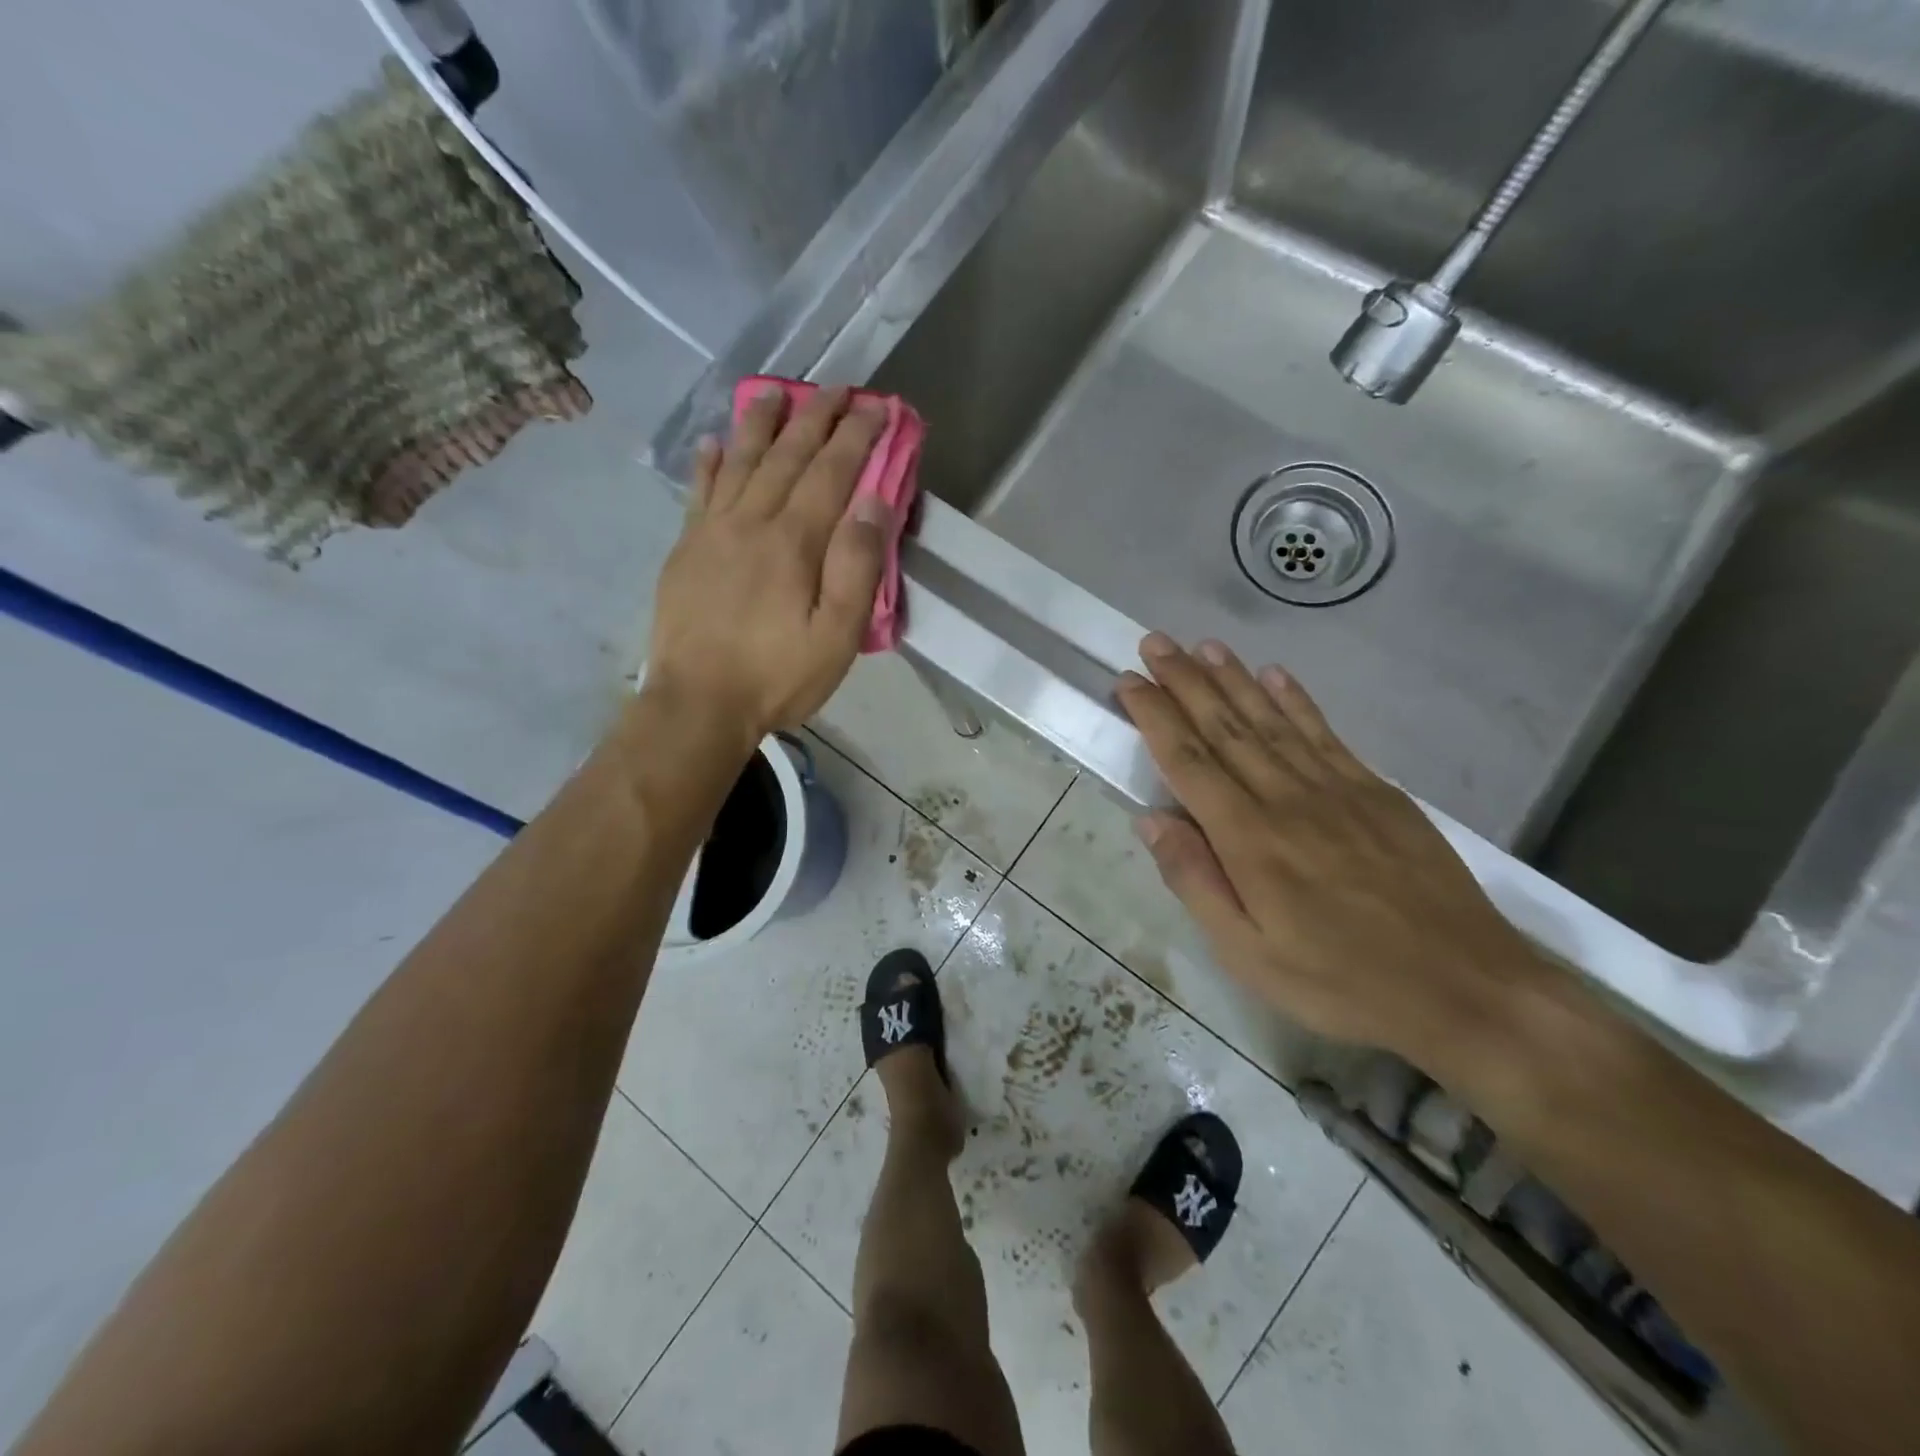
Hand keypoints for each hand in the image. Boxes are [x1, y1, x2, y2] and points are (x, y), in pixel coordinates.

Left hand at [647, 385, 890, 743]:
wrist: (698, 704)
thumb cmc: (777, 676)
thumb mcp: (836, 635)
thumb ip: (856, 567)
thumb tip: (873, 501)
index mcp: (794, 541)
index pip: (832, 473)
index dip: (857, 436)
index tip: (877, 406)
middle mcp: (751, 522)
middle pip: (787, 457)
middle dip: (816, 418)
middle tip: (837, 387)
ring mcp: (712, 532)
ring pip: (740, 462)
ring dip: (761, 424)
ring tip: (776, 392)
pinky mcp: (686, 550)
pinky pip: (698, 493)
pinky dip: (708, 464)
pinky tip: (713, 443)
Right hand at [1116, 633, 1545, 1063]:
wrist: (1466, 989)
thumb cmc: (1342, 982)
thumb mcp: (1249, 956)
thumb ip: (1196, 883)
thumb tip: (1151, 821)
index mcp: (1249, 839)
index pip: (1188, 761)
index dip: (1155, 716)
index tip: (1128, 681)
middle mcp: (1287, 798)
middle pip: (1225, 727)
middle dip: (1184, 681)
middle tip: (1155, 643)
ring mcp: (1337, 788)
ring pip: (1271, 719)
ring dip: (1233, 679)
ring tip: (1202, 646)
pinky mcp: (1377, 791)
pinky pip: (1324, 733)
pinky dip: (1296, 700)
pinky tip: (1275, 675)